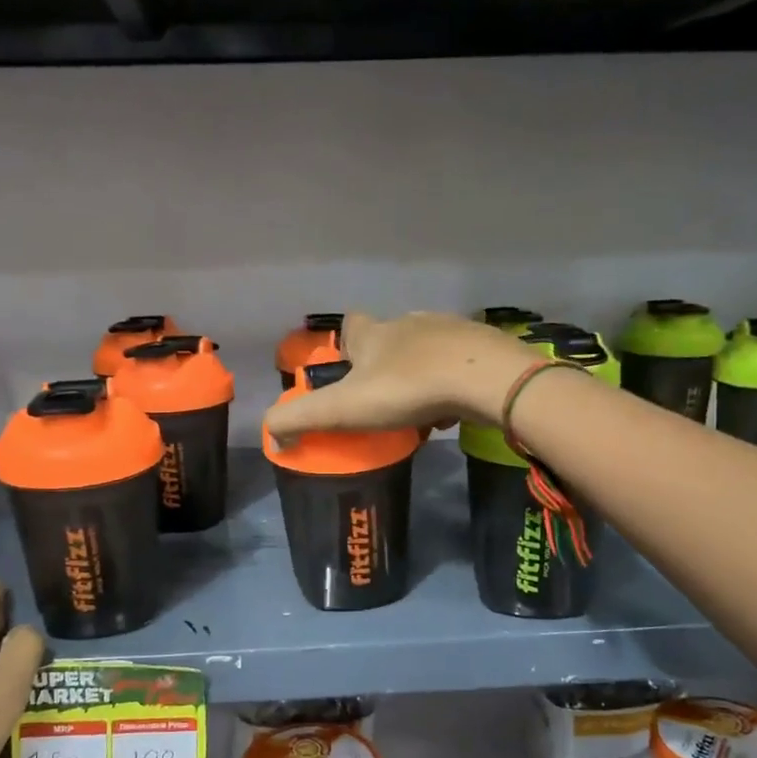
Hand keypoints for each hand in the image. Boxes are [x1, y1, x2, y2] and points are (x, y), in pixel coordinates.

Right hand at [267, 311, 533, 440]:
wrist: (486, 378)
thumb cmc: (408, 389)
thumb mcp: (344, 408)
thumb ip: (301, 419)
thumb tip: (270, 433)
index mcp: (375, 334)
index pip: (351, 325)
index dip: (345, 344)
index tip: (346, 370)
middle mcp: (410, 323)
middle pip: (390, 339)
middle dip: (384, 367)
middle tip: (382, 402)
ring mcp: (450, 332)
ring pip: (426, 353)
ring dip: (419, 377)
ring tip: (418, 412)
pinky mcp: (483, 348)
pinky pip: (459, 366)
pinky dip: (451, 386)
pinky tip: (453, 411)